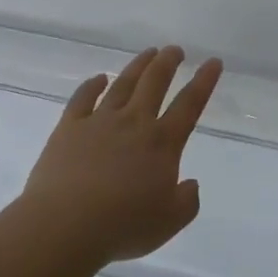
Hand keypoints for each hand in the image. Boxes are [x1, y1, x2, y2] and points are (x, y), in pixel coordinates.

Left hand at [17, 46, 221, 268]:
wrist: (65, 224)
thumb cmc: (123, 226)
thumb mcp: (168, 222)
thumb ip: (186, 202)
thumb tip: (190, 184)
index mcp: (162, 144)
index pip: (189, 105)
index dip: (204, 82)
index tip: (212, 62)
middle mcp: (133, 123)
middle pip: (154, 83)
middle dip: (168, 63)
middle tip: (175, 49)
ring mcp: (99, 122)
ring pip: (123, 84)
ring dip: (138, 66)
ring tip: (148, 52)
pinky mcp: (69, 128)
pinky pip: (83, 98)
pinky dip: (92, 85)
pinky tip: (98, 78)